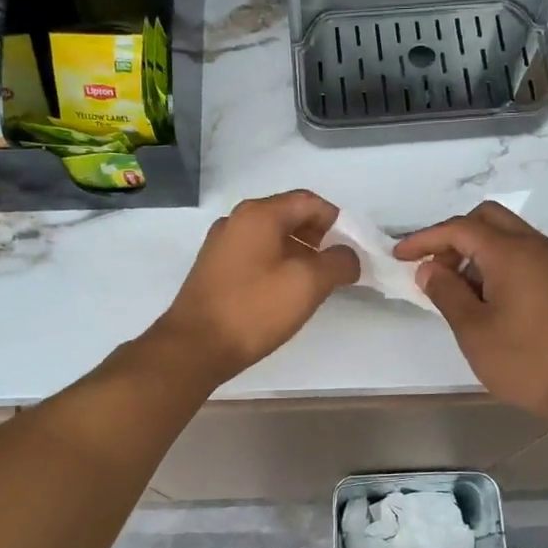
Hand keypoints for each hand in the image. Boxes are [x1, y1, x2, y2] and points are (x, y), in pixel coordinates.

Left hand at [154, 190, 359, 384]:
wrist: (195, 346)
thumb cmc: (254, 309)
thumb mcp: (308, 284)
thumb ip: (338, 263)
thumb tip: (348, 256)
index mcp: (259, 214)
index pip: (309, 201)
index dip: (337, 222)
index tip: (352, 250)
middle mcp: (237, 220)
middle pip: (289, 216)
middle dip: (318, 238)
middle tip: (335, 267)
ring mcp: (221, 244)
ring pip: (271, 237)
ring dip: (298, 253)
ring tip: (314, 283)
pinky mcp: (213, 268)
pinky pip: (254, 255)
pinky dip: (276, 264)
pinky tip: (283, 293)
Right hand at [393, 202, 547, 422]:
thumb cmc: (524, 360)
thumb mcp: (473, 329)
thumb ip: (446, 291)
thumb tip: (429, 268)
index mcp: (512, 253)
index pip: (460, 228)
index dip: (425, 238)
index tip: (400, 256)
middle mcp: (535, 246)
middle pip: (486, 218)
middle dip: (453, 236)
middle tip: (434, 269)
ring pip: (504, 233)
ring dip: (474, 248)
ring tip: (455, 288)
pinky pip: (520, 252)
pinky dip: (494, 260)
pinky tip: (482, 295)